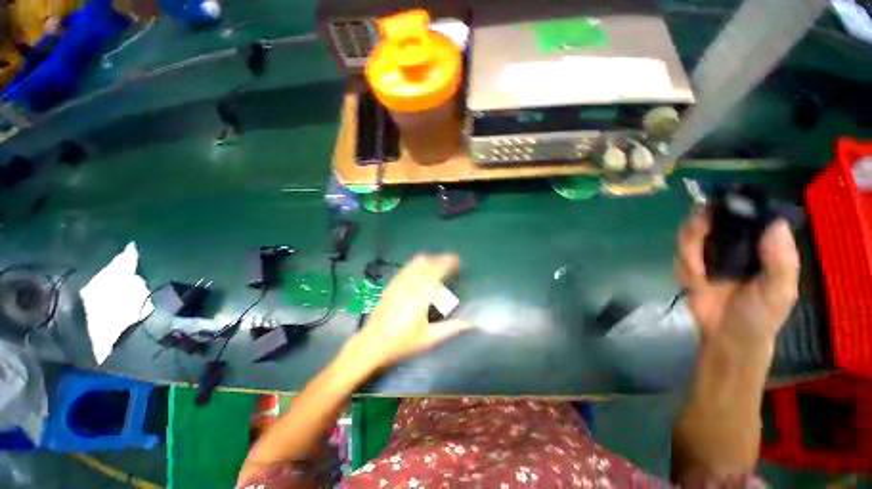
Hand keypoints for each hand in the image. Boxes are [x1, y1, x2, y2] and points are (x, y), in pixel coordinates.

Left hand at [349, 254, 471, 370]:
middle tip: (449, 264)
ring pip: (414, 263)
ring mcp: (398, 283)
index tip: (457, 260)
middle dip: (439, 259)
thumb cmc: (402, 342)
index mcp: (421, 295)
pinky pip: (406, 269)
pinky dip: (416, 266)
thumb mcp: (429, 338)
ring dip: (428, 261)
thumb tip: (470, 324)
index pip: (436, 270)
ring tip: (436, 266)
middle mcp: (409, 284)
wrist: (372, 343)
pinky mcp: (390, 286)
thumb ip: (451, 328)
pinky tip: (419, 273)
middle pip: (425, 262)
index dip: (447, 262)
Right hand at [676, 211, 799, 346]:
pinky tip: (693, 278)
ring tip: (696, 265)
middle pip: (714, 218)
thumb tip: (775, 224)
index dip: (738, 203)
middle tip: (699, 224)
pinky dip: (683, 262)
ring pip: (692, 233)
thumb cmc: (760, 315)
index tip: (726, 199)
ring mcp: (709, 253)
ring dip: (689, 242)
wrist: (727, 337)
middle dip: (702, 219)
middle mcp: (734, 242)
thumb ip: (781, 261)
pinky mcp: (689, 264)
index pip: (750, 215)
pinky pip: (680, 253)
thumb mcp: (779, 291)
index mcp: (761, 244)